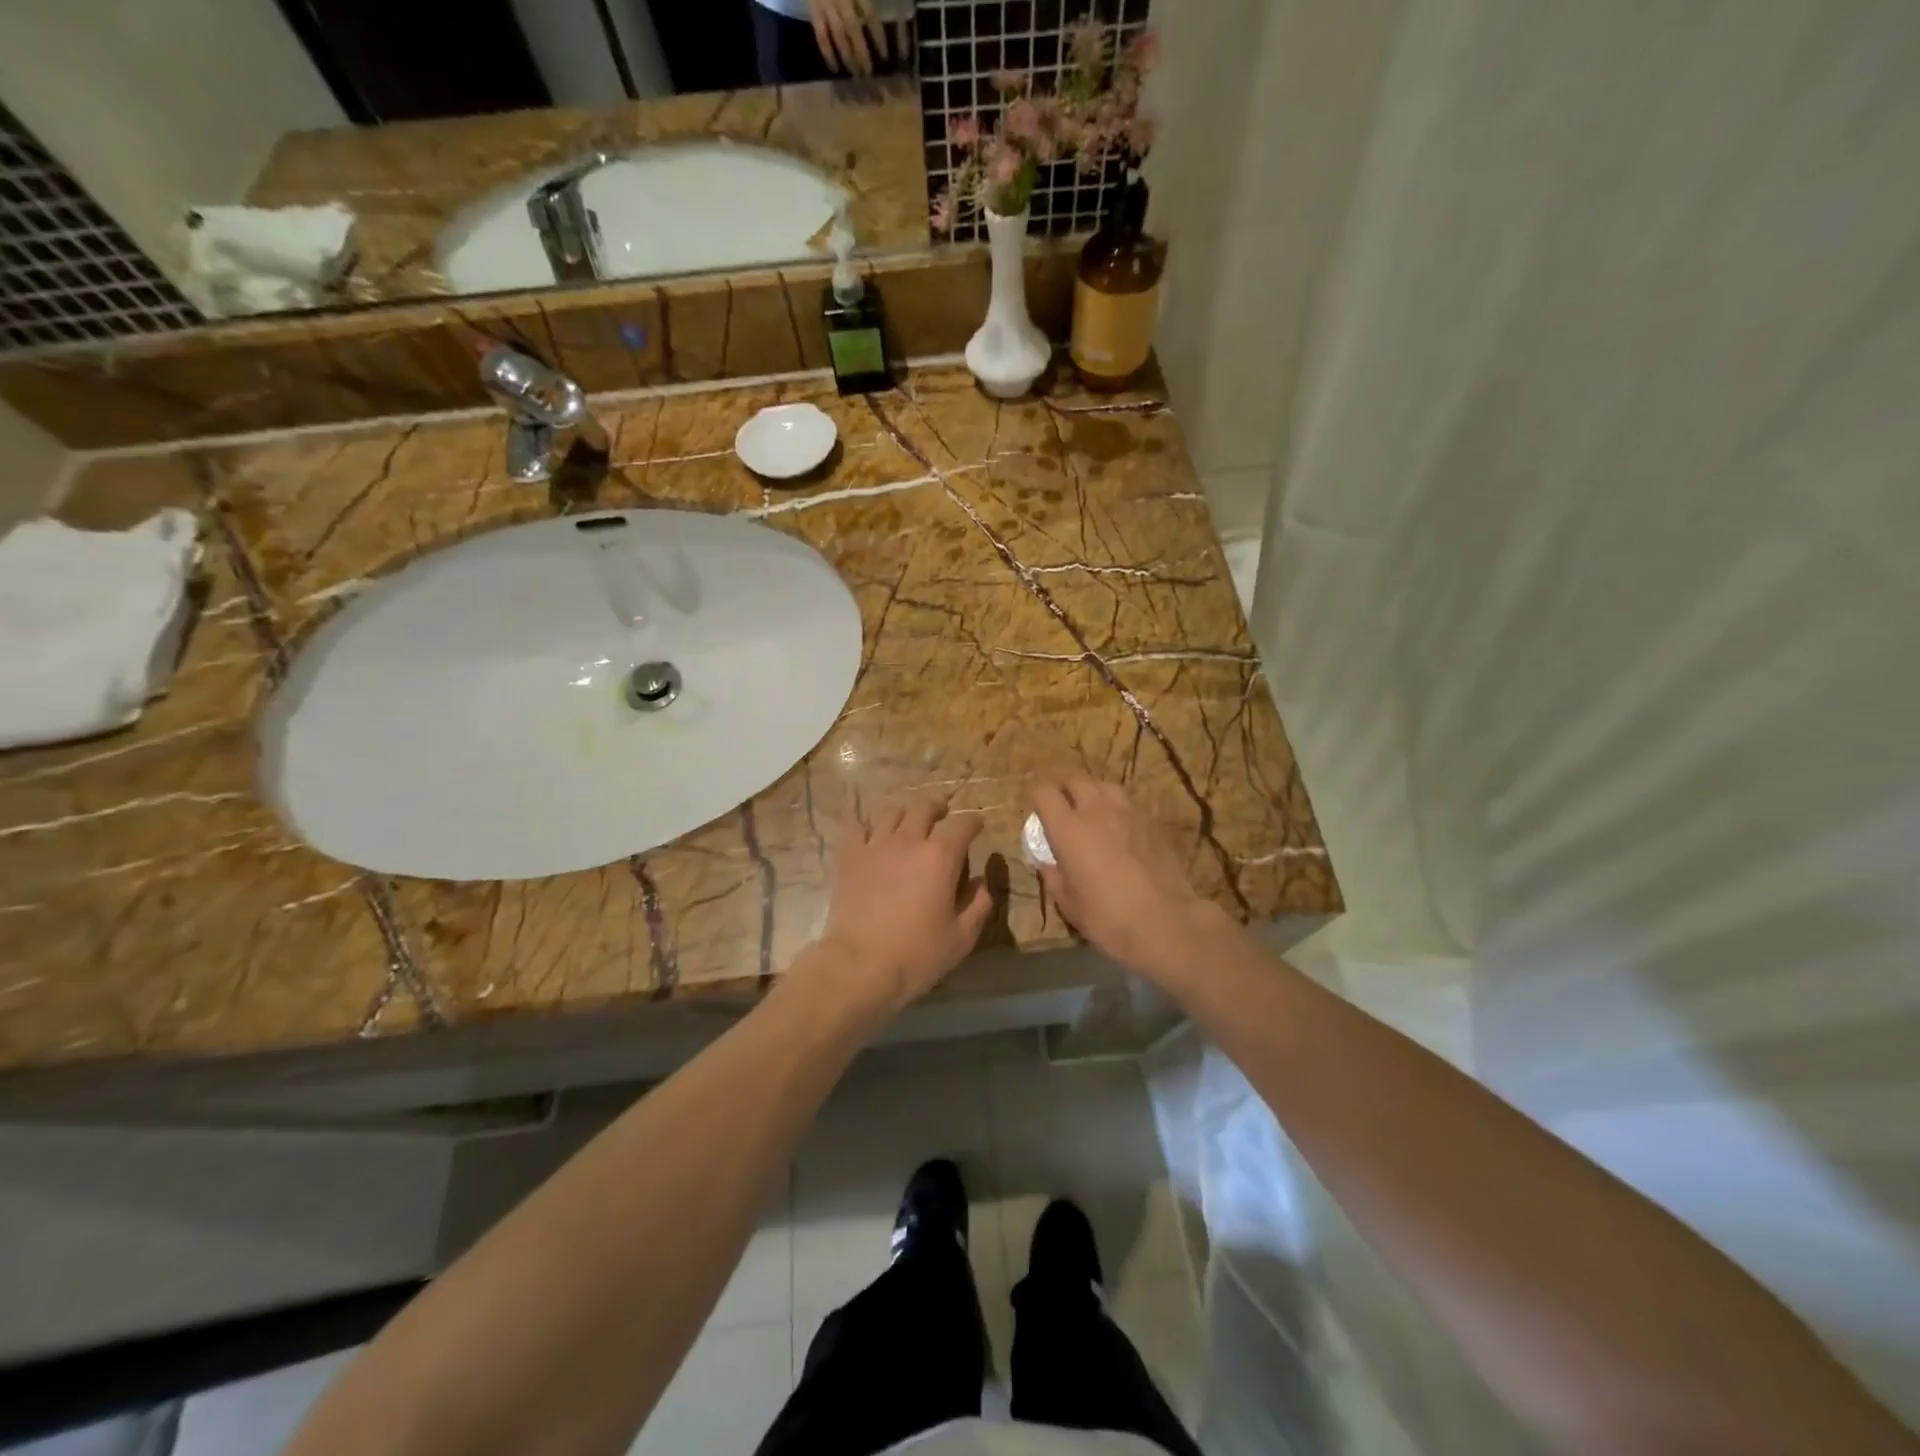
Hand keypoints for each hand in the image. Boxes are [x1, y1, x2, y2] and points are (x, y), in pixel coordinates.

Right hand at [810, 0, 889, 75]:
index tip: (884, 56)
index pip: (870, 14)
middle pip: (854, 28)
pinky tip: (835, 69)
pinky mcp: (814, 11)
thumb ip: (863, 0)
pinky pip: (821, 35)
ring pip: (839, 35)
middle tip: (868, 72)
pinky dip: (828, 54)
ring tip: (855, 74)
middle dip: (862, 53)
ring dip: (848, 57)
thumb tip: (870, 19)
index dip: (878, 36)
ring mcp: (826, 5)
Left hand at [812, 795, 992, 1016]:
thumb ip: (979, 905)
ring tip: (907, 823)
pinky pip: (856, 826)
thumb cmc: (917, 954)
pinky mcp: (849, 857)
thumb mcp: (962, 938)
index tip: (977, 827)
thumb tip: (982, 883)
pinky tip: (870, 835)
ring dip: (904, 813)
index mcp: (941, 857)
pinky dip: (866, 825)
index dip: (973, 823)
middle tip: (942, 816)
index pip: (963, 824)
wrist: (860, 965)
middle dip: (938, 808)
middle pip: (924, 807)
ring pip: (891, 811)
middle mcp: (909, 841)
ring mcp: (875, 846)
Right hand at [1033, 776, 1227, 979]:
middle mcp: (1096, 811)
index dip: (1037, 797)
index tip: (1037, 810)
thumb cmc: (1107, 917)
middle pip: (1075, 779)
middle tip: (1062, 806)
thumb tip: (1046, 862)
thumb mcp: (1068, 904)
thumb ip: (1052, 876)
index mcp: (1068, 829)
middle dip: (1064, 788)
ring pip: (1104, 786)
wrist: (1165, 923)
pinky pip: (1128, 804)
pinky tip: (1119, 829)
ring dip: (1093, 793)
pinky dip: (1117, 809)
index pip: (1044, 792)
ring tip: (1091, 811)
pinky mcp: (1151, 823)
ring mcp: (1127, 813)